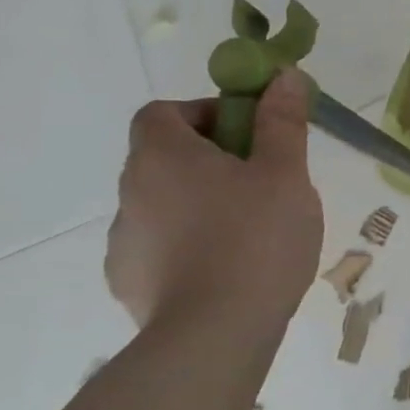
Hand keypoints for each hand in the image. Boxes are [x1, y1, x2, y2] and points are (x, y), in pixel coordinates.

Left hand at [105, 70, 323, 334]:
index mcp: (163, 157)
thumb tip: (283, 75)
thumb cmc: (257, 238)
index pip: (162, 112)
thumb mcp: (286, 173)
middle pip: (165, 157)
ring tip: (251, 230)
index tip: (248, 134)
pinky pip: (160, 245)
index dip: (204, 112)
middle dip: (212, 159)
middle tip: (263, 180)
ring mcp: (123, 241)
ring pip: (164, 202)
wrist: (216, 334)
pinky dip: (188, 244)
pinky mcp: (129, 282)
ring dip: (200, 202)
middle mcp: (130, 192)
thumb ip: (282, 122)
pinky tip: (227, 267)